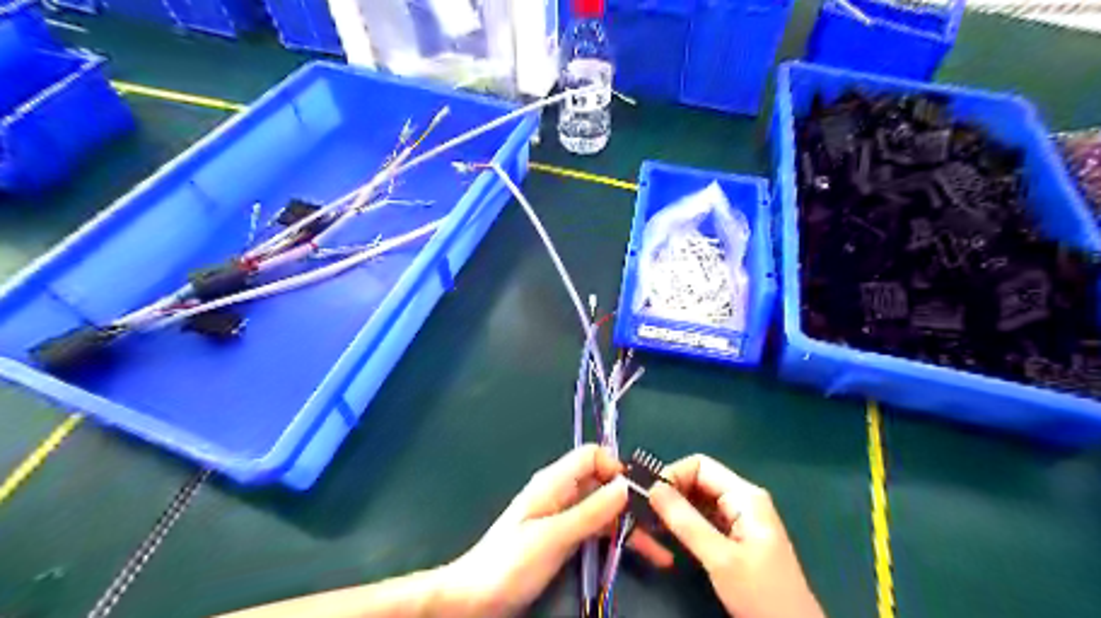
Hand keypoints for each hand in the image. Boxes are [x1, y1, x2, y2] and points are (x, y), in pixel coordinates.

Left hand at [439, 446, 669, 615]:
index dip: (616, 467)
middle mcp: (561, 492)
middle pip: (602, 483)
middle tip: (663, 523)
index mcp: (554, 482)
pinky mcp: (564, 537)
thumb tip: (626, 485)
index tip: (641, 493)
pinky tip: (641, 553)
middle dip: (631, 499)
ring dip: (630, 524)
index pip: (592, 455)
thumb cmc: (510, 563)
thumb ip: (591, 511)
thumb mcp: (554, 537)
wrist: (475, 598)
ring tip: (662, 548)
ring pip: (604, 509)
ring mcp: (563, 515)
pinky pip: (597, 529)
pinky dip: (618, 538)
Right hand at [647, 453, 819, 617]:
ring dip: (674, 509)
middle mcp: (741, 499)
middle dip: (671, 493)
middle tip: (645, 513)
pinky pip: (703, 518)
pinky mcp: (734, 536)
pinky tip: (668, 536)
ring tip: (651, 525)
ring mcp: (739, 518)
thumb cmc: (761, 594)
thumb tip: (653, 488)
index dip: (673, 475)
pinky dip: (684, 523)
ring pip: (698, 500)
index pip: (700, 465)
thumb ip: (686, 521)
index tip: (650, 497)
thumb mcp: (720, 558)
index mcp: (744, 495)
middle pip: (698, 480)